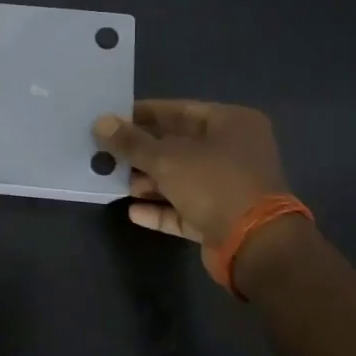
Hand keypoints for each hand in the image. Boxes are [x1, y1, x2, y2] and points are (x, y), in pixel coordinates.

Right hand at [92, 100, 289, 258]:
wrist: (255, 245)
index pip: (179, 111)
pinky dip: (161, 209)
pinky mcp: (222, 218)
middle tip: (108, 152)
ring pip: (181, 178)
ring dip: (149, 181)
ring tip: (116, 182)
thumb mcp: (166, 159)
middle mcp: (234, 151)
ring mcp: (230, 186)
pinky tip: (133, 212)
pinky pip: (185, 207)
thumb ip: (131, 142)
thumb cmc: (214, 184)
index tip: (113, 119)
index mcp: (231, 123)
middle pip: (178, 145)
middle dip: (142, 152)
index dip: (144, 115)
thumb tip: (100, 122)